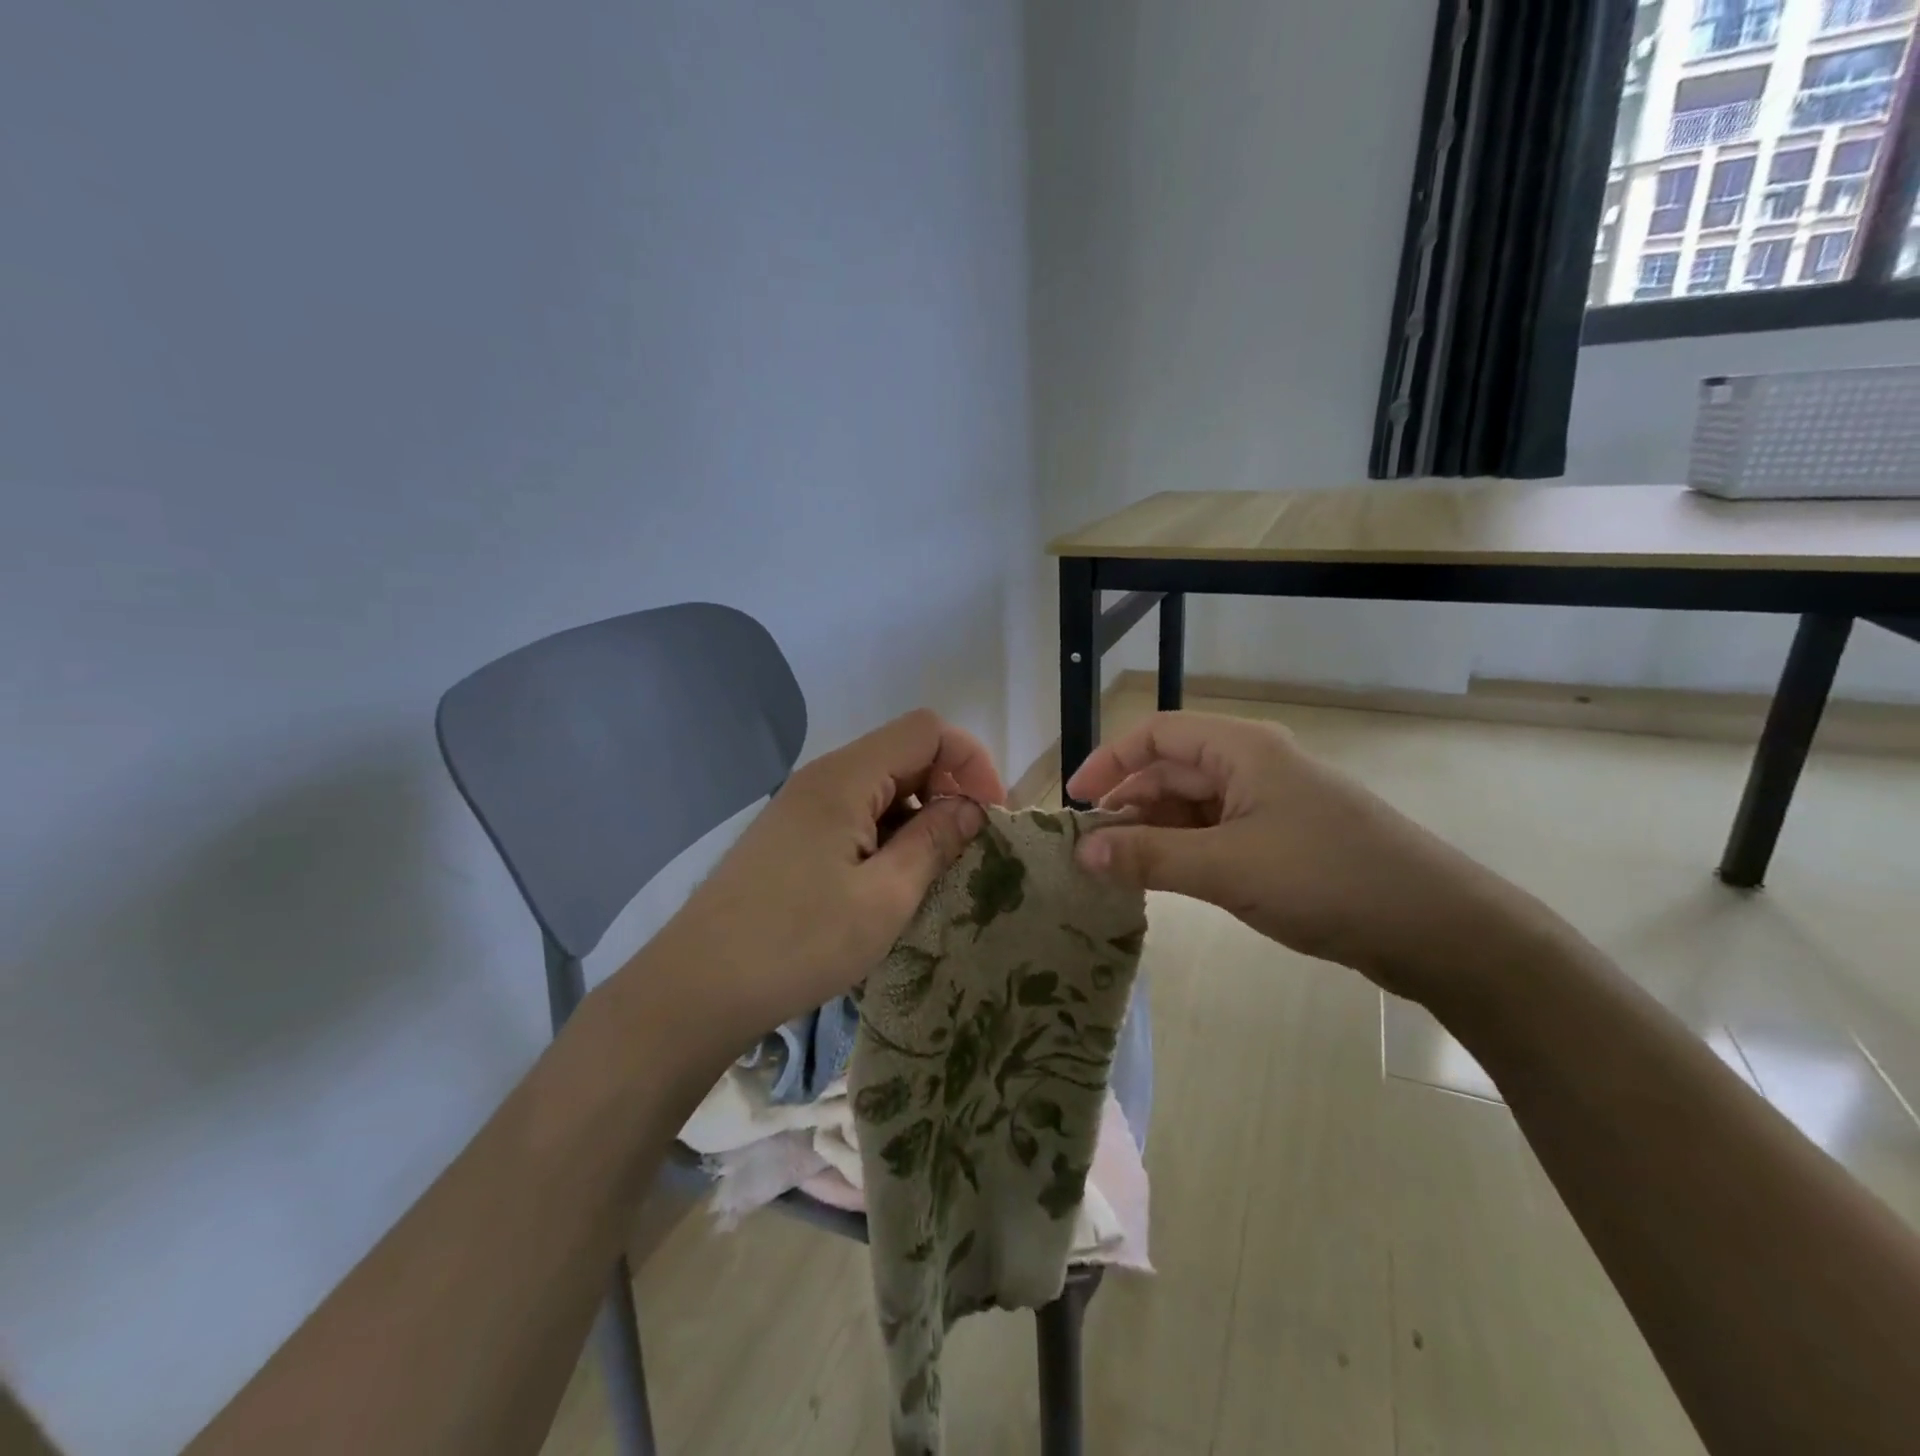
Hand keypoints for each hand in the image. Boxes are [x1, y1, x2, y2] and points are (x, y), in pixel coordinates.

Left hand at [648, 709, 1003, 1051]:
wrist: (696, 988)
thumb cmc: (798, 943)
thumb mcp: (884, 898)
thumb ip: (934, 843)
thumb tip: (972, 808)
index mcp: (846, 777)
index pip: (927, 730)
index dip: (970, 762)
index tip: (989, 816)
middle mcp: (822, 777)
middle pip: (903, 755)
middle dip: (947, 792)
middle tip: (965, 852)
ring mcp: (801, 806)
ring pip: (880, 788)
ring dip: (916, 819)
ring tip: (928, 876)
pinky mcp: (790, 835)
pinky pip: (853, 815)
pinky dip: (885, 836)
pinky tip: (886, 885)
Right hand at [1067, 712, 1557, 1004]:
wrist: (1438, 929)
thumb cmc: (1327, 880)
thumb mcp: (1227, 868)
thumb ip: (1149, 857)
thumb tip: (1081, 853)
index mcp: (1242, 750)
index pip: (1157, 734)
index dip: (1109, 760)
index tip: (1073, 801)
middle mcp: (1253, 766)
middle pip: (1172, 769)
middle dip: (1127, 803)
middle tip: (1088, 847)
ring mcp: (1271, 804)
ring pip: (1193, 805)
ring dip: (1153, 831)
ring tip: (1117, 869)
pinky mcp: (1282, 841)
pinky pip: (1216, 834)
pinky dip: (1183, 851)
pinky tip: (1162, 879)